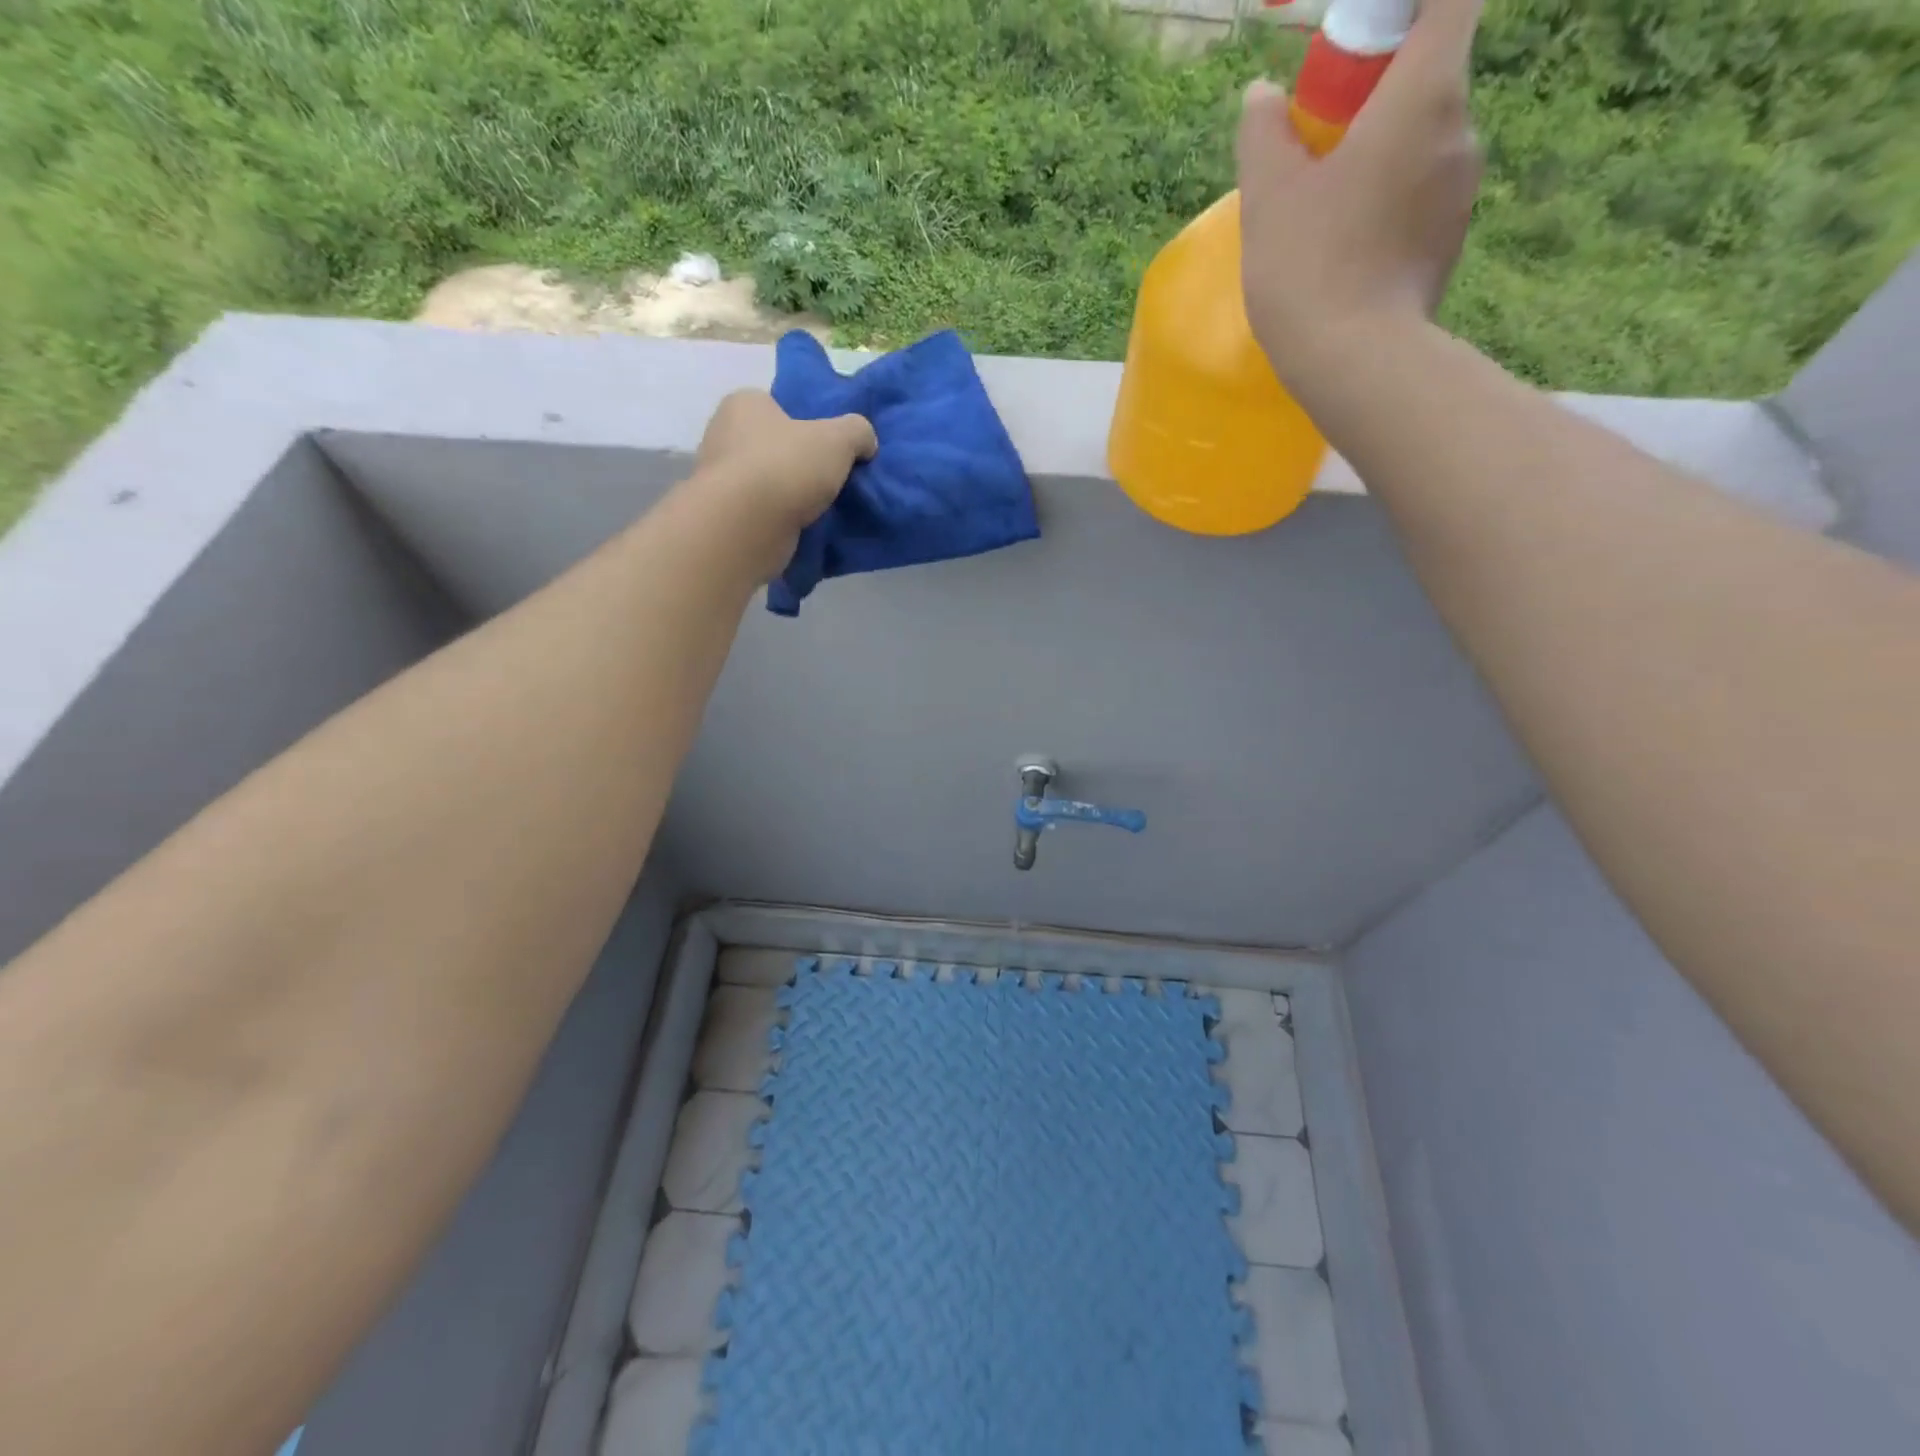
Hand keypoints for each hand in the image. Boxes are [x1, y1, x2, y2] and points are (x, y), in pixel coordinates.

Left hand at [695, 389, 875, 537]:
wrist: (746, 526)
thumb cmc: (787, 466)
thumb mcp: (838, 439)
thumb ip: (858, 432)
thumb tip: (866, 442)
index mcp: (744, 404)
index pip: (777, 406)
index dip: (804, 424)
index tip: (827, 446)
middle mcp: (723, 435)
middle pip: (771, 446)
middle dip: (797, 462)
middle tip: (828, 479)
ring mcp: (719, 479)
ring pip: (765, 482)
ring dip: (789, 495)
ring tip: (820, 509)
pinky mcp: (724, 516)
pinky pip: (760, 513)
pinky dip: (778, 520)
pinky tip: (801, 529)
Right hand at [1236, 0, 1481, 392]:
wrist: (1354, 361)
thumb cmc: (1309, 266)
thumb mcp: (1268, 196)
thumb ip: (1264, 134)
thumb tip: (1262, 98)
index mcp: (1426, 94)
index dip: (1410, 4)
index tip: (1364, 35)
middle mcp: (1461, 130)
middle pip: (1431, 74)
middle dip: (1378, 94)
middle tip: (1317, 143)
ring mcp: (1462, 192)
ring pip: (1423, 143)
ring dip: (1381, 156)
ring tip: (1324, 211)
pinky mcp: (1450, 242)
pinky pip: (1420, 197)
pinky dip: (1388, 203)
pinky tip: (1345, 249)